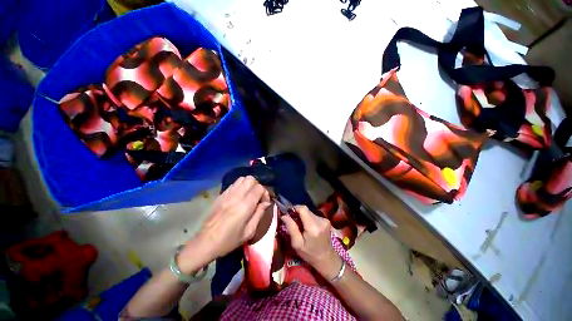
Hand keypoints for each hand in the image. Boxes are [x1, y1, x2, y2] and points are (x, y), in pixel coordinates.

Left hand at [178, 176, 270, 273]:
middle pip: (251, 179)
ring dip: (249, 184)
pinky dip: (240, 186)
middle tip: (257, 197)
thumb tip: (266, 202)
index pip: (259, 188)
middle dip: (258, 186)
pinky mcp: (221, 195)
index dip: (265, 193)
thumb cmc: (229, 241)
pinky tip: (240, 197)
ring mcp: (227, 194)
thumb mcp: (249, 232)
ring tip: (249, 195)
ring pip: (242, 179)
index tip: (264, 202)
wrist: (205, 243)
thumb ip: (259, 214)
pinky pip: (234, 184)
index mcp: (245, 206)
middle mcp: (236, 196)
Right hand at [281, 205, 342, 280]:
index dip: (294, 208)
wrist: (327, 259)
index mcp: (313, 227)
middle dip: (298, 213)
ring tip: (300, 226)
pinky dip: (308, 219)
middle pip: (306, 210)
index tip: (288, 213)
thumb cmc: (309, 254)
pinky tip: (307, 227)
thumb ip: (291, 228)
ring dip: (303, 216)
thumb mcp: (297, 244)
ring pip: (309, 212)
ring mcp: (324, 220)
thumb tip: (284, 215)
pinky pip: (313, 215)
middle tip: (292, 221)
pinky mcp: (326, 220)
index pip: (303, 209)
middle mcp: (320, 221)